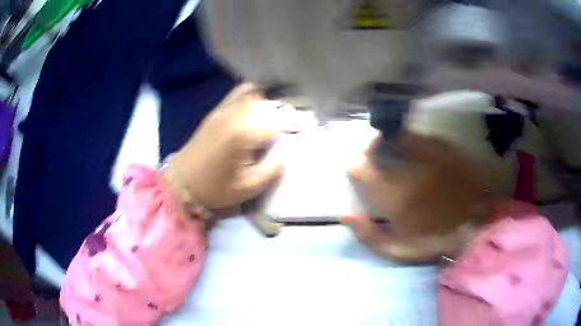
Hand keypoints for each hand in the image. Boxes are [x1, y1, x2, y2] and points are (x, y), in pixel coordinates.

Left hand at [165, 84, 305, 210]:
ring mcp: (225, 110)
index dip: (296, 123)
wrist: (182, 183)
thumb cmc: (215, 189)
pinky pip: (238, 93)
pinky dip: (253, 93)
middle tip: (295, 123)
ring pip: (257, 96)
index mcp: (244, 134)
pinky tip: (260, 99)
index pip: (279, 120)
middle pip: (270, 104)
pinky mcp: (217, 111)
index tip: (308, 127)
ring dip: (272, 103)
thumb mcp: (249, 188)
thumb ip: (272, 168)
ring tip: (280, 114)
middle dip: (286, 112)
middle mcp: (236, 115)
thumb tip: (285, 150)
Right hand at [343, 132, 492, 262]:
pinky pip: (421, 137)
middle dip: (367, 146)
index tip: (352, 165)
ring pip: (399, 136)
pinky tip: (412, 144)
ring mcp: (429, 154)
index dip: (353, 165)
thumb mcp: (398, 251)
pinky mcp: (446, 148)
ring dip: (388, 138)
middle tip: (366, 148)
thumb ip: (369, 234)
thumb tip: (346, 214)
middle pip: (379, 145)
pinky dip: (411, 138)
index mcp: (394, 196)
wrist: (477, 225)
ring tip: (386, 142)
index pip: (362, 170)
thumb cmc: (436, 240)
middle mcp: (409, 169)